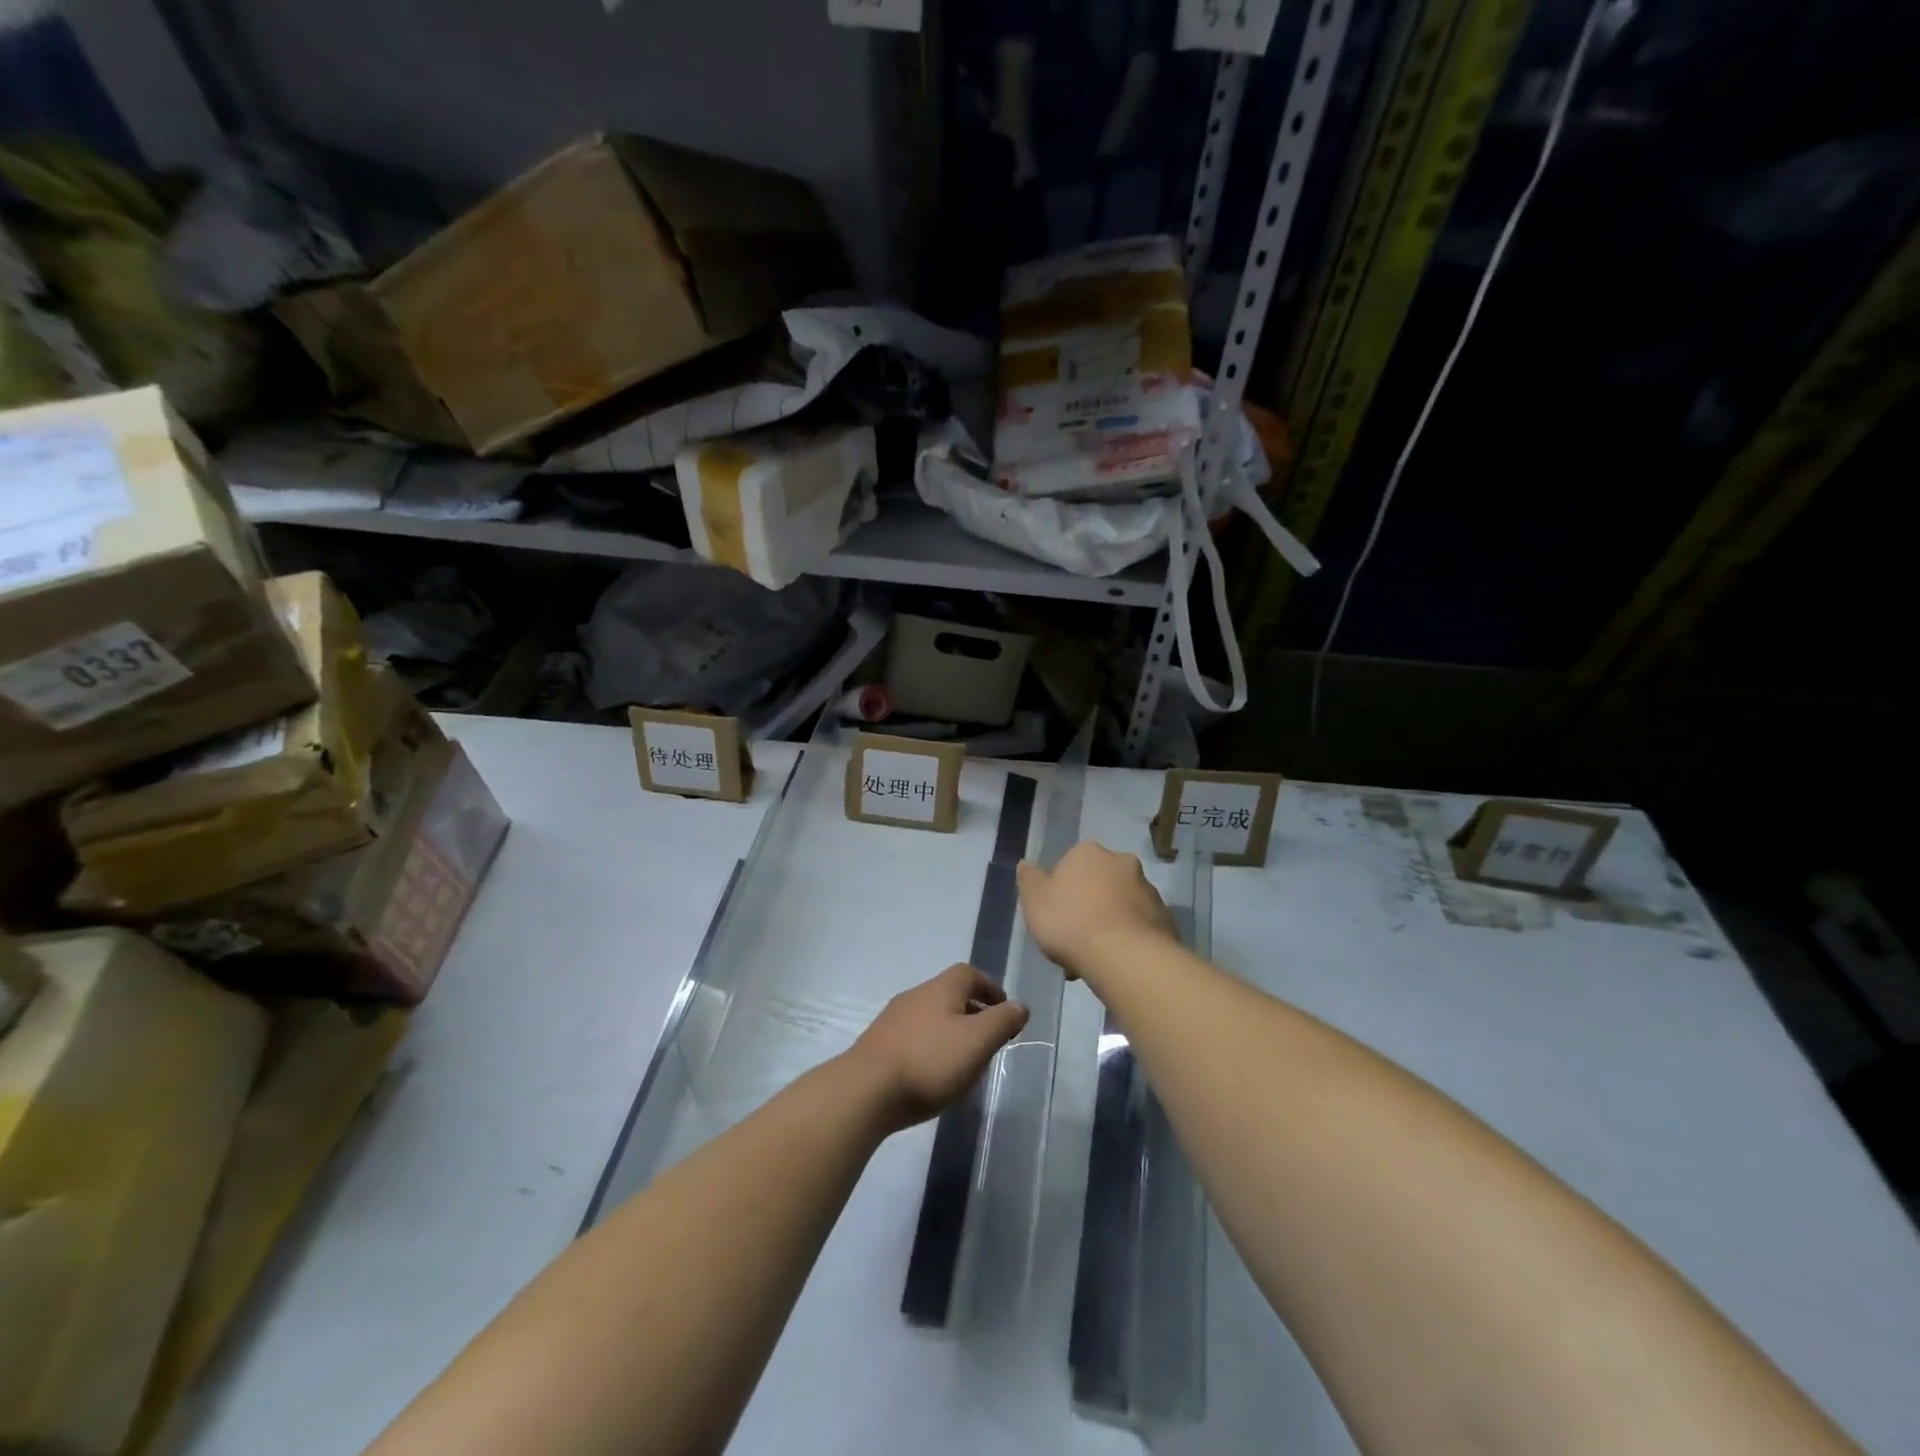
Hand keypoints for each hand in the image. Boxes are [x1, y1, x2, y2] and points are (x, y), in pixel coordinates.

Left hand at [843, 965, 1028, 1132]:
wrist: (865, 1090)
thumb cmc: (929, 1062)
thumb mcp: (977, 1041)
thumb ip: (1002, 1021)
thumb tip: (1019, 1006)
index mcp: (941, 988)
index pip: (970, 974)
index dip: (990, 988)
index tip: (1004, 1010)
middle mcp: (916, 995)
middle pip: (950, 994)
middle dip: (973, 1012)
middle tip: (989, 1038)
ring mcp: (894, 1019)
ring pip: (932, 1016)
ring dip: (952, 1031)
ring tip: (965, 1060)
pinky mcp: (879, 1044)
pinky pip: (914, 1037)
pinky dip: (931, 1047)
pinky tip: (934, 1074)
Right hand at [1016, 841, 1175, 980]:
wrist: (1125, 956)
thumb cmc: (1071, 922)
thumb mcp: (1034, 901)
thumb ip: (1028, 879)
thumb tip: (1026, 864)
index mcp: (1088, 853)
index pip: (1069, 866)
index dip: (1060, 892)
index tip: (1054, 918)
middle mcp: (1121, 862)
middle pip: (1097, 884)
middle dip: (1087, 907)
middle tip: (1072, 941)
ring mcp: (1148, 889)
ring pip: (1119, 906)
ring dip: (1108, 924)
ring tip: (1093, 961)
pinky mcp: (1165, 917)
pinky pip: (1138, 926)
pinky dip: (1127, 939)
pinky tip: (1116, 964)